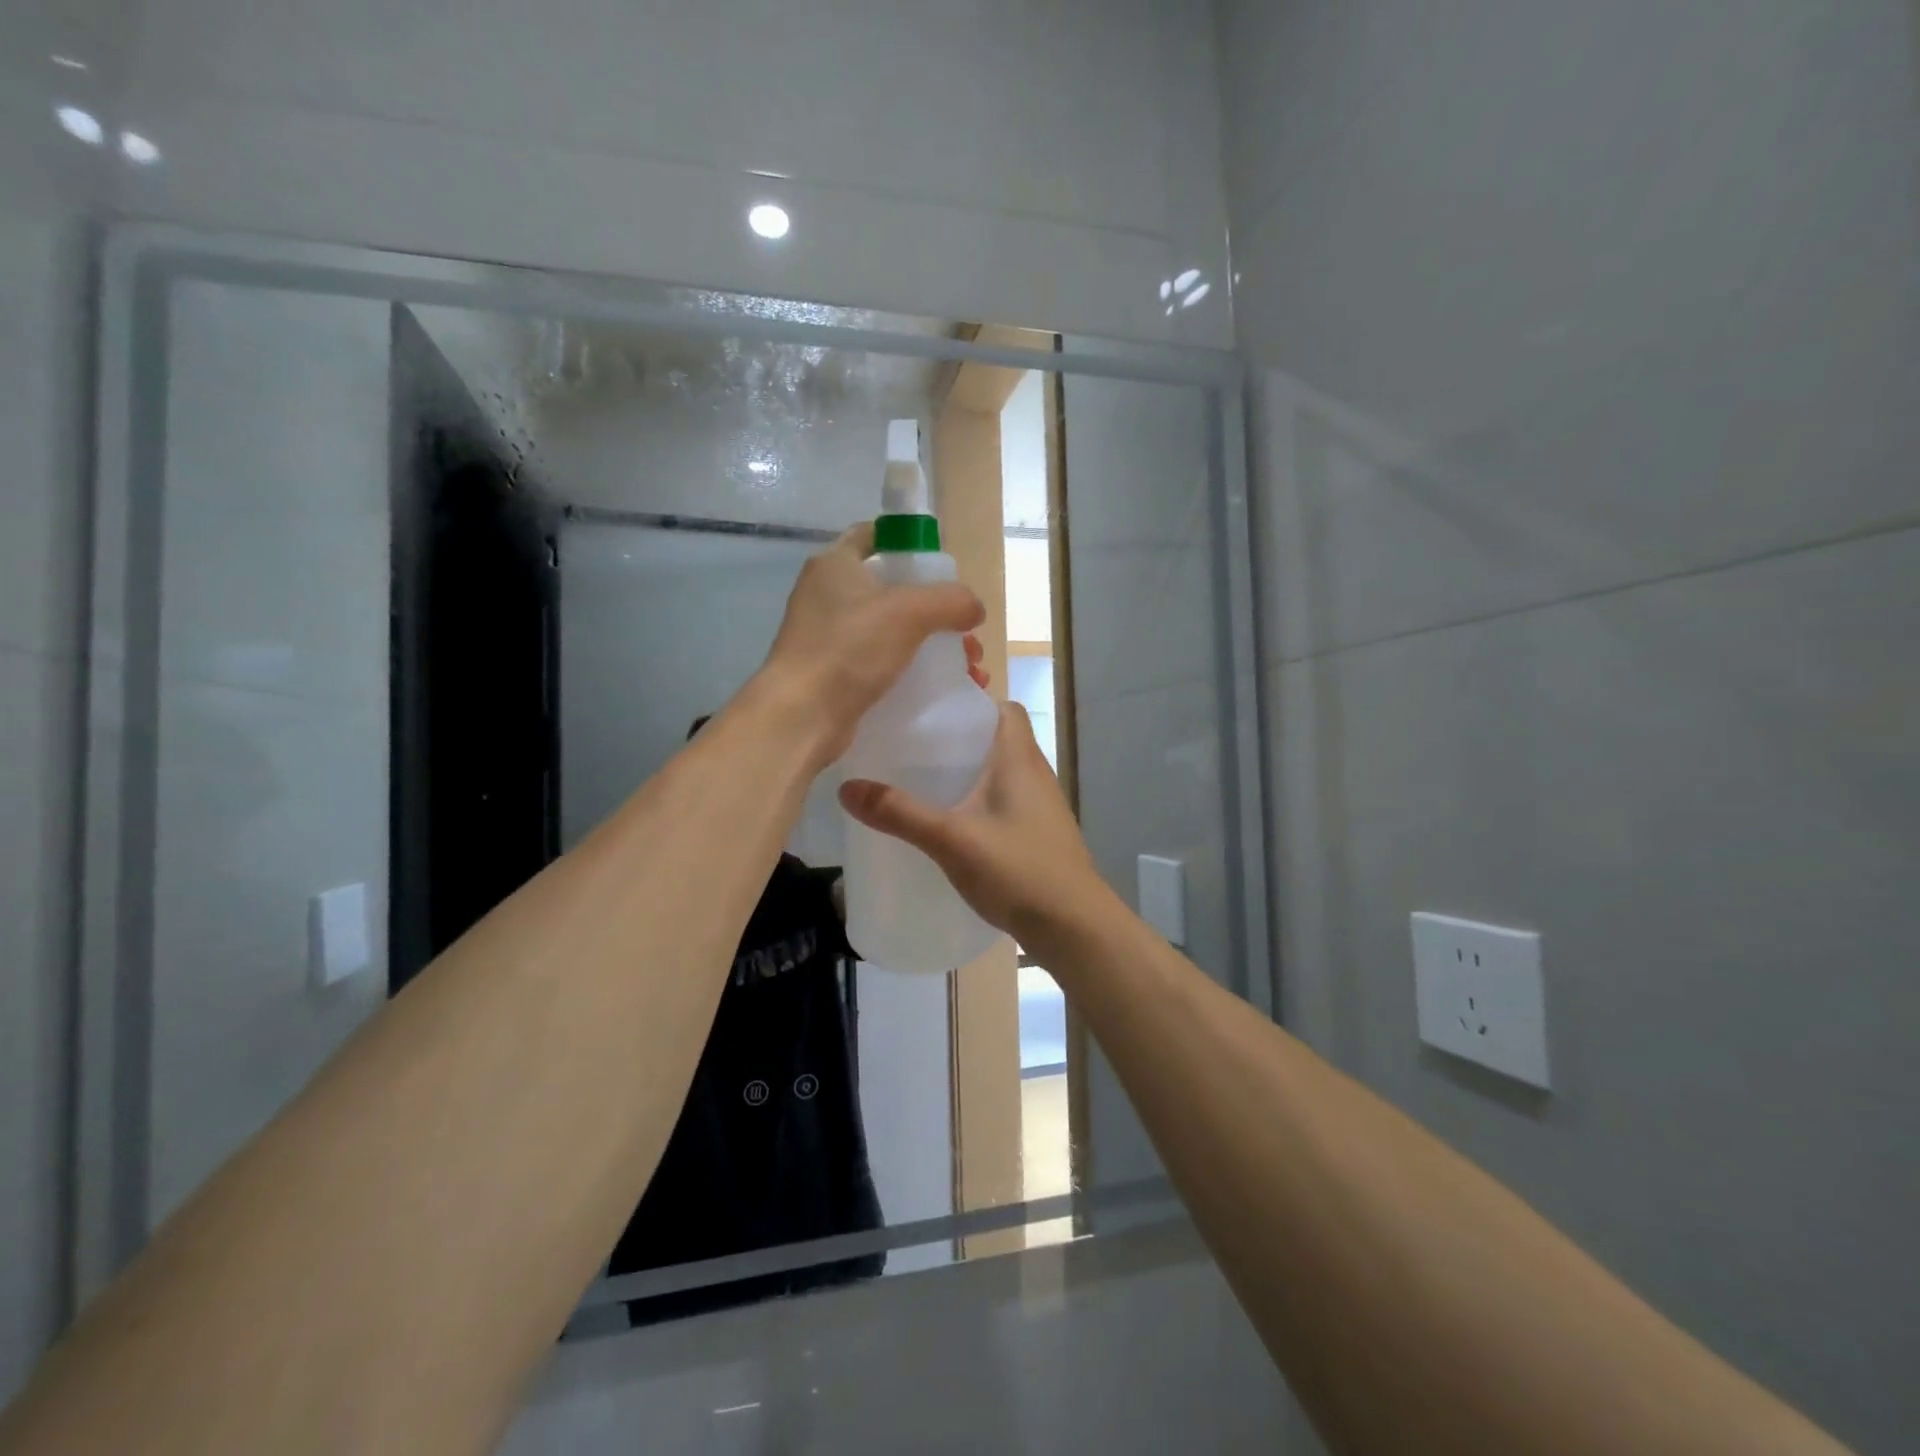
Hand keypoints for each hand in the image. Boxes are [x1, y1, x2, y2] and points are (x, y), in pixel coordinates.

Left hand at [757, 522, 984, 764]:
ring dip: (932, 646)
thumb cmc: (851, 648)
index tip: (942, 568)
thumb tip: (974, 609)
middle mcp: (827, 595)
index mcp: (835, 564)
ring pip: (892, 631)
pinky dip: (913, 672)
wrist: (802, 715)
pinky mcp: (835, 674)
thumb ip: (950, 600)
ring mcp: (828, 637)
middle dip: (936, 610)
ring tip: (968, 669)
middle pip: (892, 590)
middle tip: (966, 633)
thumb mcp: (910, 612)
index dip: (909, 545)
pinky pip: (882, 663)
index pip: (873, 536)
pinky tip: (942, 690)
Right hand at [838, 702, 1110, 950]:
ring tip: (926, 784)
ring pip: (1002, 773)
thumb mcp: (950, 839)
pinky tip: (953, 825)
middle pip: (998, 738)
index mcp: (1019, 758)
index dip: (972, 702)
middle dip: (959, 740)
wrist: (1073, 926)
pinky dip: (981, 803)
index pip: (1004, 707)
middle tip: (915, 749)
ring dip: (970, 773)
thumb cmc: (1017, 869)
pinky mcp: (1040, 835)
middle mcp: (1036, 774)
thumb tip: (846, 787)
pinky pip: (1006, 803)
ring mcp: (1041, 806)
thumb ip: (899, 813)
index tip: (932, 713)